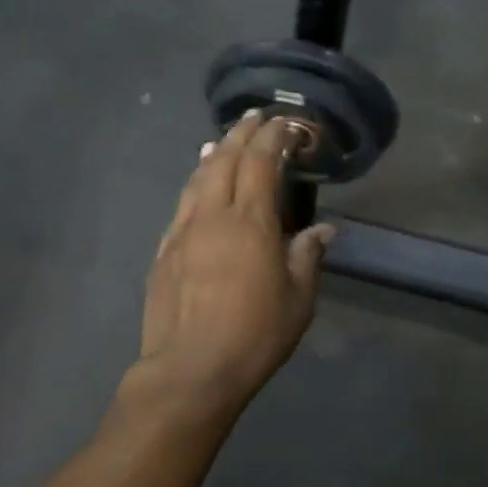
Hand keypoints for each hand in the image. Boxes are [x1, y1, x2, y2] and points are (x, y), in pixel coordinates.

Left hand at [139, 111, 334, 411]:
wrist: (191, 369)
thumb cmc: (255, 334)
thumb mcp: (299, 298)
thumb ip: (308, 256)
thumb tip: (323, 230)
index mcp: (250, 221)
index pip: (261, 161)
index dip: (275, 137)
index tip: (288, 124)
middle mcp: (212, 215)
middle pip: (225, 159)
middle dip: (242, 133)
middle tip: (256, 117)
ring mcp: (182, 231)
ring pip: (198, 178)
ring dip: (215, 154)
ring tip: (224, 142)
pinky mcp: (164, 252)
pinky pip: (182, 205)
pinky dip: (195, 185)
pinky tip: (198, 187)